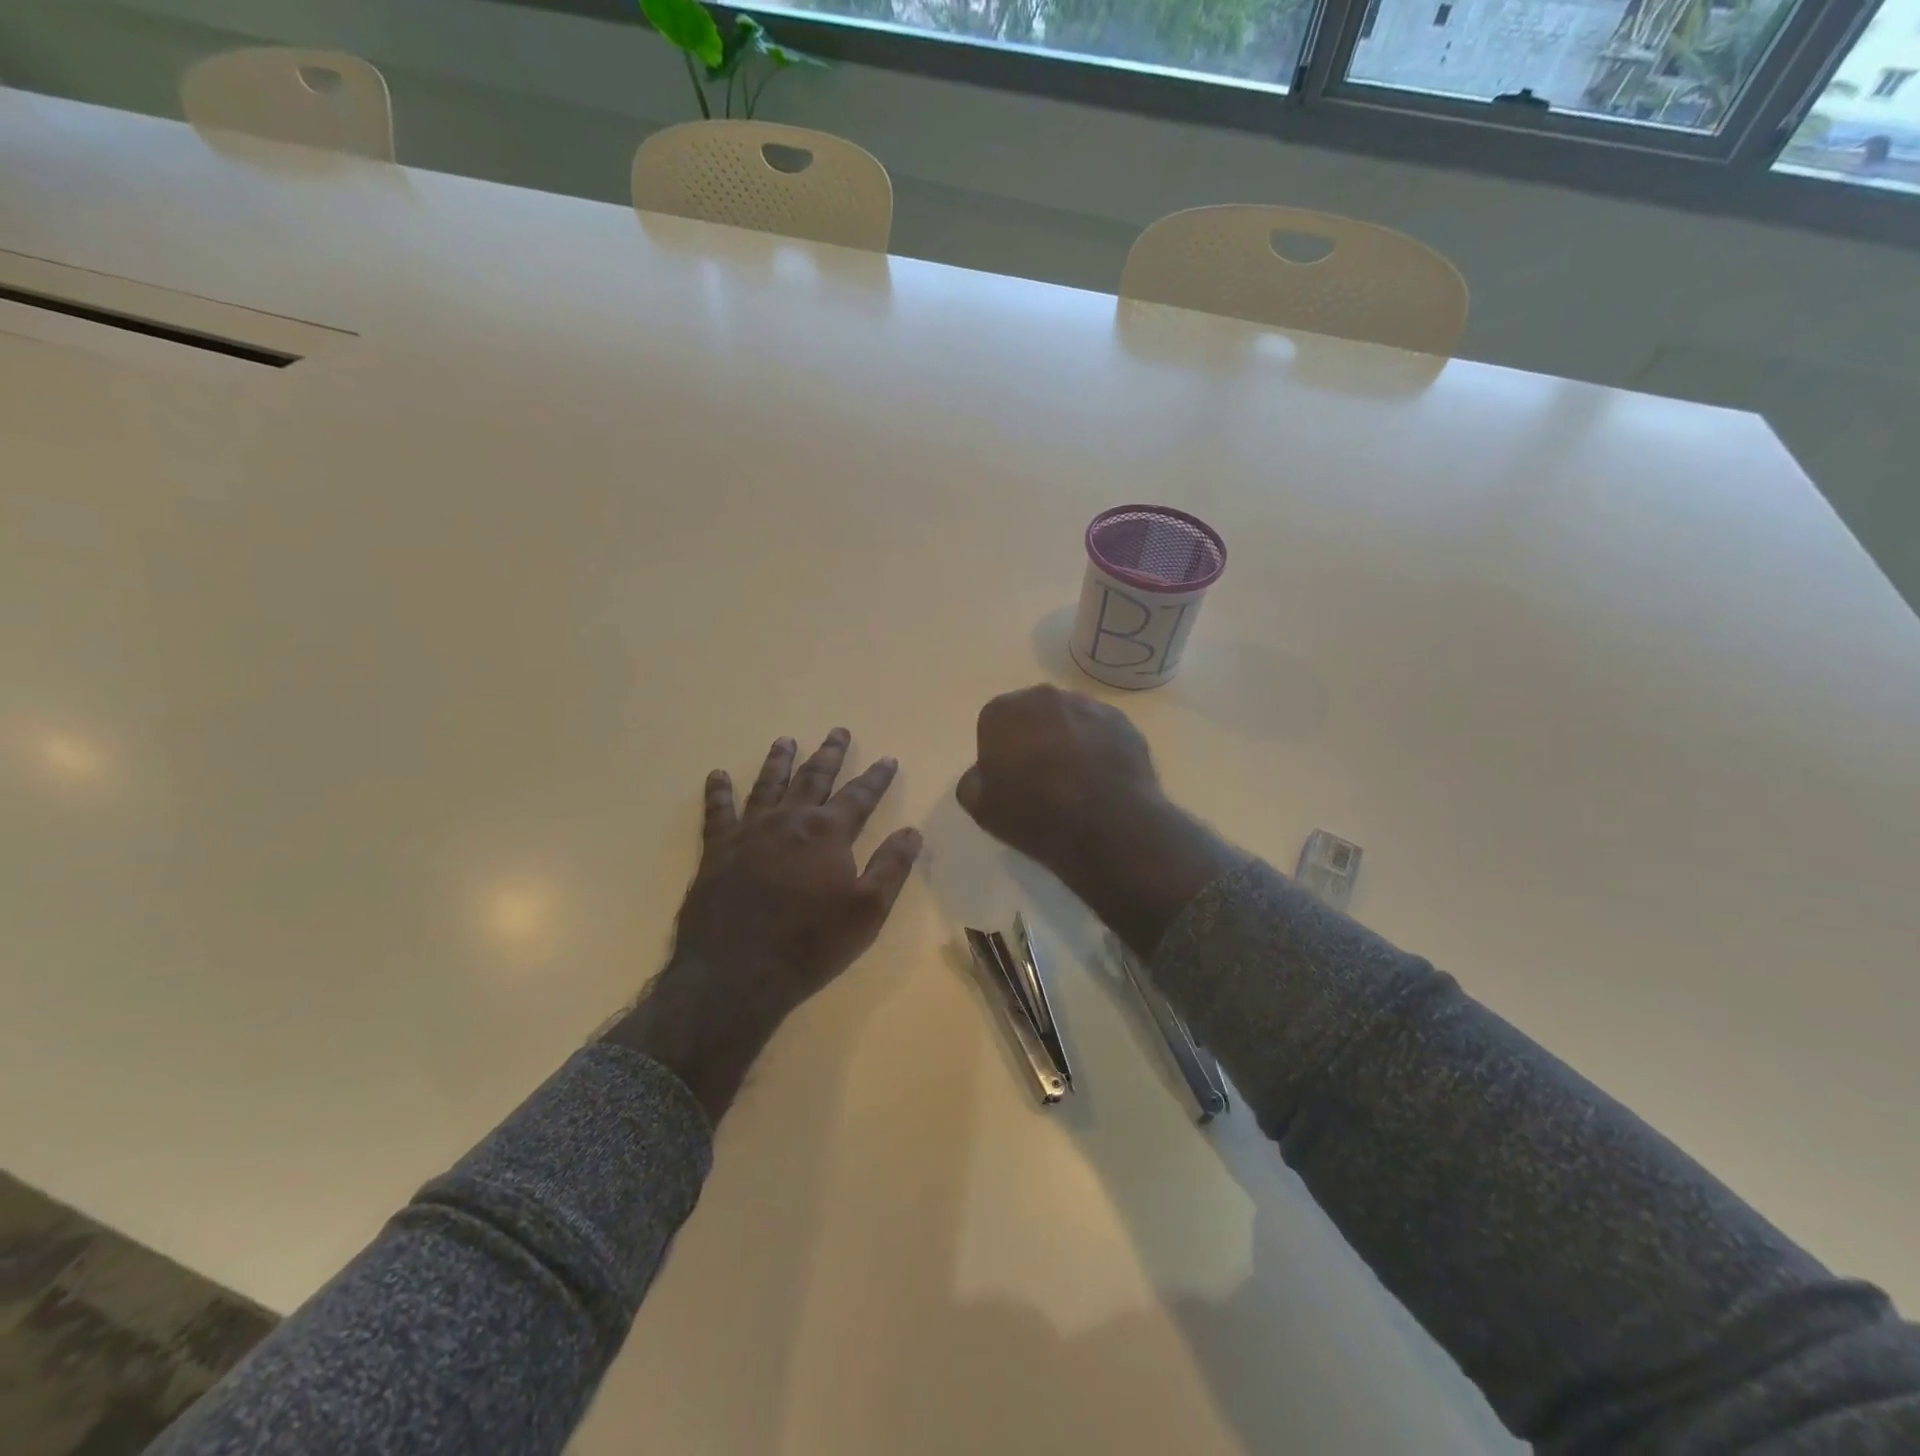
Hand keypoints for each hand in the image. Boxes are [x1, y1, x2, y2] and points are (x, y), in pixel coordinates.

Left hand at [606, 729, 921, 1118]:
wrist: (737, 972)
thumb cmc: (811, 943)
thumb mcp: (868, 910)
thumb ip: (891, 867)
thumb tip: (912, 831)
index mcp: (828, 833)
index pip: (860, 795)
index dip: (877, 777)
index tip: (888, 758)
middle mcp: (790, 820)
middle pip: (813, 778)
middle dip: (829, 754)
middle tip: (837, 731)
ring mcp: (750, 832)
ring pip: (768, 785)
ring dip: (779, 761)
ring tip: (785, 740)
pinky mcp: (718, 850)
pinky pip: (718, 812)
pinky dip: (718, 792)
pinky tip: (717, 775)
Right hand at [956, 684, 1160, 876]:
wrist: (1108, 827)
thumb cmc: (1036, 816)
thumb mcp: (981, 809)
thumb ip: (973, 781)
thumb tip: (985, 772)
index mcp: (1003, 711)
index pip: (992, 725)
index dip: (999, 754)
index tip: (1009, 780)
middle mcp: (1044, 696)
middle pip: (1032, 715)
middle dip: (1033, 738)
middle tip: (1041, 778)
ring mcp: (1088, 705)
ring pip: (1068, 719)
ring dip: (1067, 739)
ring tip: (1076, 780)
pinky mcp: (1122, 721)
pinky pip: (1100, 731)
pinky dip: (1098, 747)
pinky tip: (1101, 778)